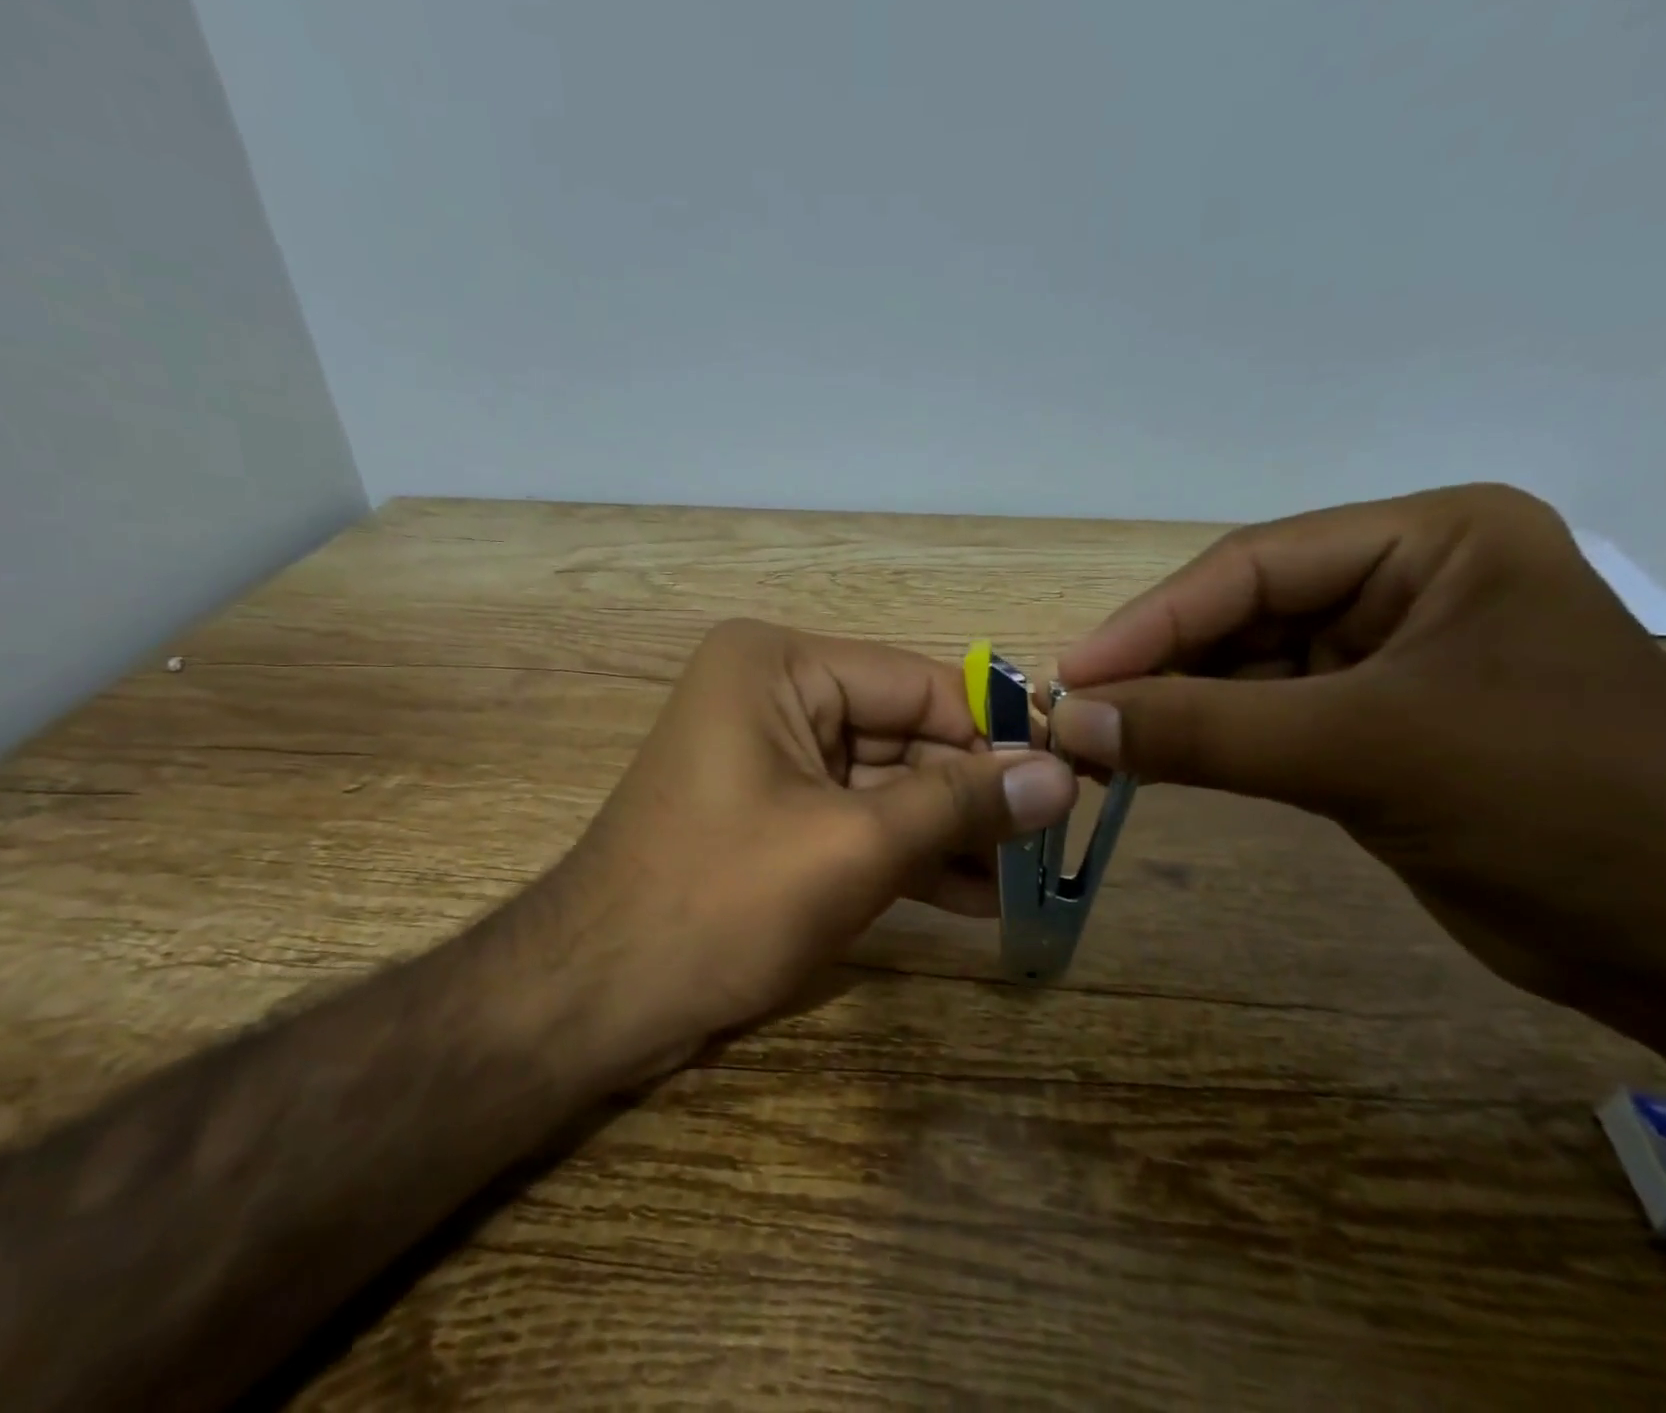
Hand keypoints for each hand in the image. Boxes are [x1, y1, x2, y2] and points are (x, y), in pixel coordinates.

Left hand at [543, 620, 1077, 1074]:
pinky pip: (857, 820)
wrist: (595, 999)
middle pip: (905, 734)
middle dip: (976, 792)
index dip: (996, 732)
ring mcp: (773, 758)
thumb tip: (1061, 776)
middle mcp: (775, 695)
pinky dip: (911, 855)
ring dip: (952, 831)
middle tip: (1057, 838)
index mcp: (780, 666)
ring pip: (887, 783)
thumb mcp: (853, 845)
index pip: (918, 684)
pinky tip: (977, 897)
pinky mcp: (774, 815)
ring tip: (1029, 876)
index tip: (1071, 775)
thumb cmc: (719, 901)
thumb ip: (960, 803)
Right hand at [1048, 484, 1665, 1037]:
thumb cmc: (1557, 809)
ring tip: (1095, 742)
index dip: (1151, 622)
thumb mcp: (1366, 752)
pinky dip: (1201, 740)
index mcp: (1428, 543)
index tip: (1071, 675)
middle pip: (1239, 615)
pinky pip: (1258, 717)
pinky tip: (1146, 759)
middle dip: (1155, 667)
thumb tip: (1071, 719)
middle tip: (1072, 714)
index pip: (1251, 566)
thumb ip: (1206, 731)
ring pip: (1240, 669)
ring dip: (1169, 707)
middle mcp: (1400, 585)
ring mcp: (1380, 657)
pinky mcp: (1364, 724)